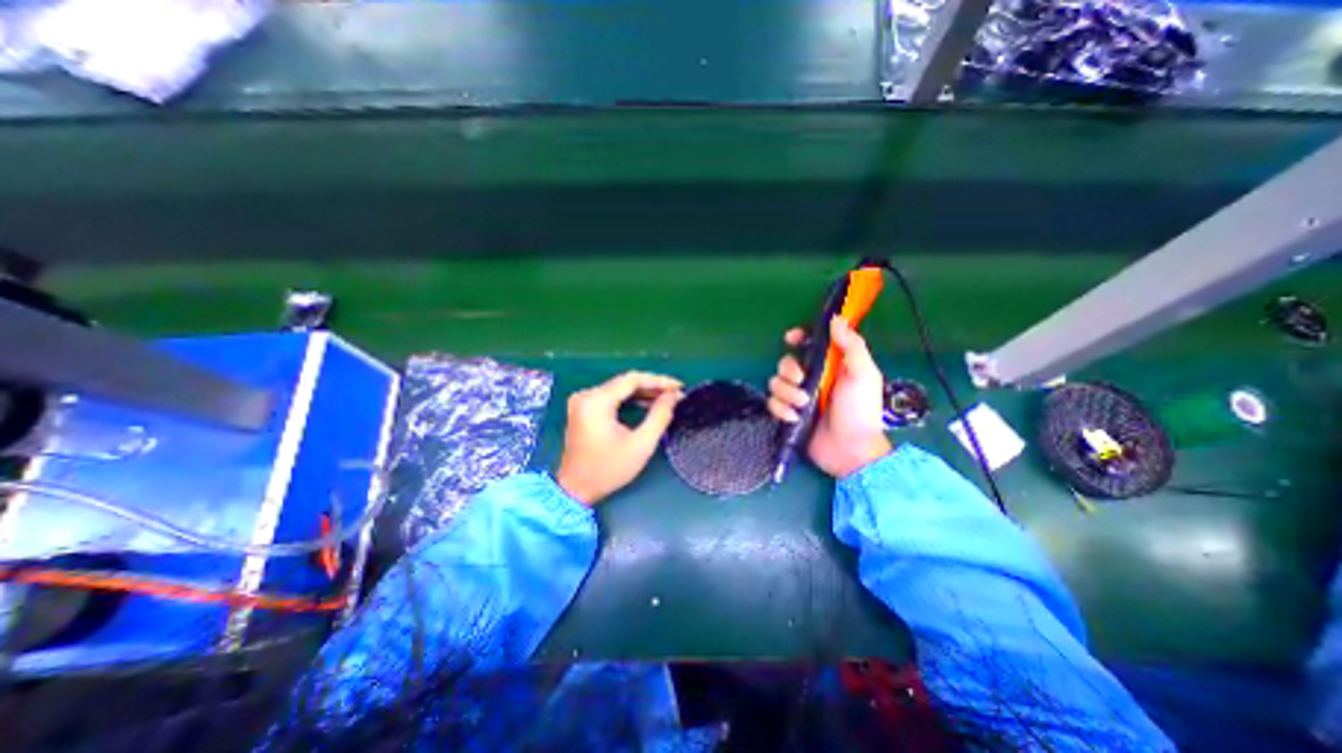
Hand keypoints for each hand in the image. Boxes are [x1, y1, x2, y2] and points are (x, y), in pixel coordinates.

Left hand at [554, 372, 683, 506]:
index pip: (632, 379)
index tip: (679, 386)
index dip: (658, 380)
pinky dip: (629, 400)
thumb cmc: (608, 469)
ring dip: (642, 393)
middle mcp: (586, 395)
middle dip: (652, 386)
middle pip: (624, 382)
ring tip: (666, 399)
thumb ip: (659, 416)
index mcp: (596, 401)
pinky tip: (647, 404)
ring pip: (619, 388)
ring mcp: (582, 401)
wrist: (575, 490)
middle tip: (675, 393)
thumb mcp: (641, 444)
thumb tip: (673, 396)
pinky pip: (611, 397)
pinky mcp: (583, 409)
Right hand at [765, 316, 888, 475]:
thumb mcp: (863, 374)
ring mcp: (798, 397)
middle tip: (801, 380)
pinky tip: (794, 418)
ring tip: (802, 405)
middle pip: (786, 362)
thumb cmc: (861, 410)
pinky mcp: (788, 414)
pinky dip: (781, 409)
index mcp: (830, 365)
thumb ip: (852, 346)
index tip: (792, 339)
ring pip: (776, 382)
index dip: (798, 337)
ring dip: (786, 392)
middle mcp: (812, 378)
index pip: (809, 343)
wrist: (851, 450)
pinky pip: (772, 403)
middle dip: (789, 369)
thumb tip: (836, 319)